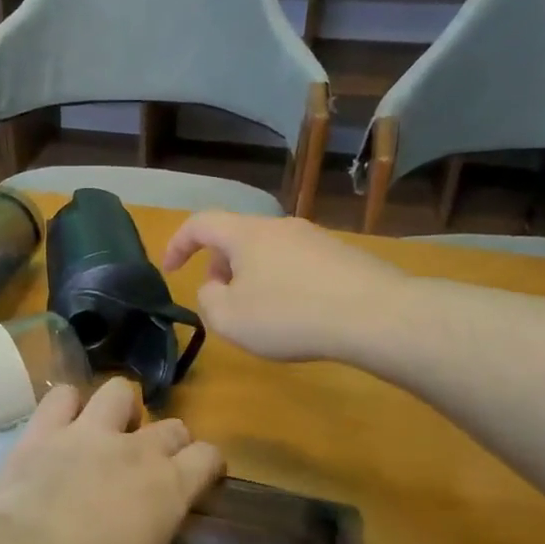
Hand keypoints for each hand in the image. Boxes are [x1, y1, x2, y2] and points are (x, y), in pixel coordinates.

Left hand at [0, 379, 223, 543]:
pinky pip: (60, 397)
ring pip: (119, 392)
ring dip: (120, 408)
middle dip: (169, 442)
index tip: (203, 479)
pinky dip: (64, 406)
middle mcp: (135, 451)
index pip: (209, 457)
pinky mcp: (42, 431)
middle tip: (153, 467)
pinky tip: (59, 425)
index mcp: (169, 489)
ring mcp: (87, 434)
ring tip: (109, 431)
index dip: (209, 466)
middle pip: (171, 426)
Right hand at [161, 212, 406, 363]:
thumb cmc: (289, 316)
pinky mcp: (342, 256)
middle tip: (219, 298)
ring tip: (259, 312)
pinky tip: (298, 314)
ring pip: (268, 251)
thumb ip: (207, 300)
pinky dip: (283, 283)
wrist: (375, 315)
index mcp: (246, 234)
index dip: (177, 244)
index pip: (200, 224)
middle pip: (237, 236)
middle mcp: (279, 226)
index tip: (169, 270)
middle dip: (219, 265)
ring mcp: (315, 238)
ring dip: (252, 276)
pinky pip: (297, 264)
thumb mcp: (229, 319)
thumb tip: (215, 287)